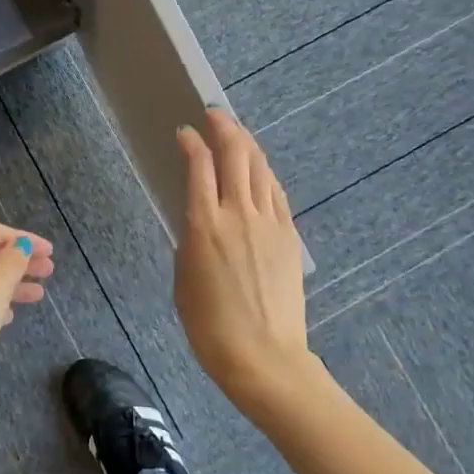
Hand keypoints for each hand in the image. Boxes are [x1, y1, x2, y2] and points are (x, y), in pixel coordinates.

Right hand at [174, 110, 323, 413]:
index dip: (191, 142)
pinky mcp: (289, 236)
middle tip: (214, 115)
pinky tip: (258, 171)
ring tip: (237, 133)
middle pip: (236, 154)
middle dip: (224, 127)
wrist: (263, 357)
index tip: (184, 132)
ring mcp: (269, 223)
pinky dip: (264, 173)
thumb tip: (199, 218)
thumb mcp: (184, 278)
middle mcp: (238, 214)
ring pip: (260, 168)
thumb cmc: (210, 327)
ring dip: (247, 144)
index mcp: (204, 225)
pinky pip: (275, 192)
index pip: (199, 165)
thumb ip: (191, 239)